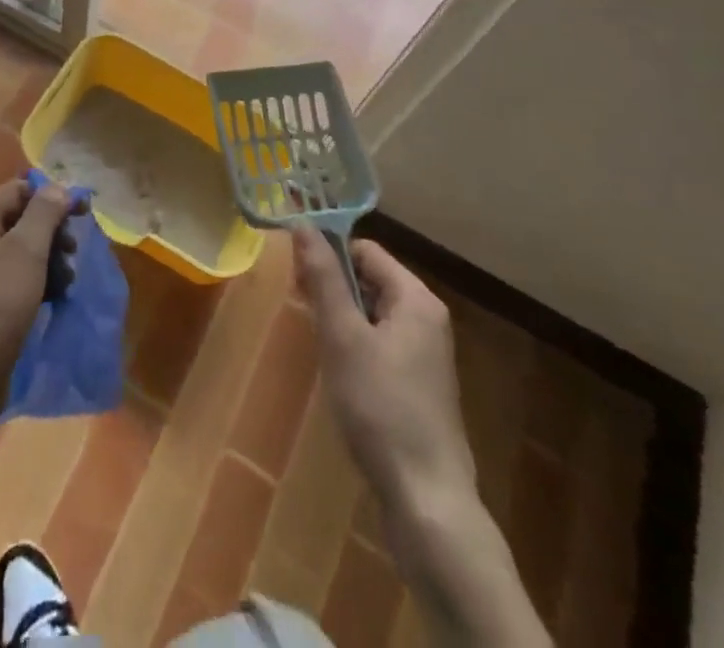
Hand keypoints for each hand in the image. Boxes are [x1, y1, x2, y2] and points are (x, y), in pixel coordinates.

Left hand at [0, 177, 78, 420]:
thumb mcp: (27, 250)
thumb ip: (45, 212)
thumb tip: (58, 187)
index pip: (19, 189)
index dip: (52, 196)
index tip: (83, 213)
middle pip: (20, 219)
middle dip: (52, 232)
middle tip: (73, 252)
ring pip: (20, 250)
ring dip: (48, 259)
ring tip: (67, 281)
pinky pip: (14, 277)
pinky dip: (36, 281)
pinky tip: (54, 297)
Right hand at [293, 229, 476, 505]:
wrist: (426, 498)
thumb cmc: (380, 406)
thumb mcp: (342, 335)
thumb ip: (323, 277)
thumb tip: (303, 224)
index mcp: (416, 298)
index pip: (364, 250)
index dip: (328, 255)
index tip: (296, 278)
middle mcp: (427, 318)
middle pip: (370, 279)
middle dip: (332, 287)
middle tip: (300, 308)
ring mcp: (426, 354)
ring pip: (372, 313)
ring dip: (340, 318)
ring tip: (317, 343)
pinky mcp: (419, 385)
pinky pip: (380, 342)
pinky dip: (355, 345)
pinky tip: (339, 372)